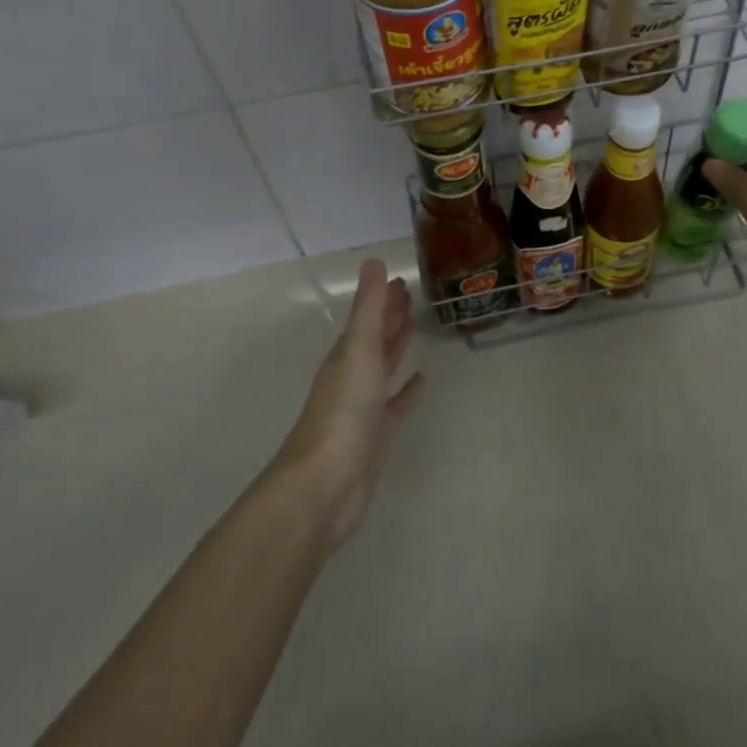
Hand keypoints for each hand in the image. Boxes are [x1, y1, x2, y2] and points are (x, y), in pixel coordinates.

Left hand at [271, 258, 425, 549]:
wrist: (324, 486)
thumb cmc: (342, 412)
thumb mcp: (359, 351)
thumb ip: (369, 308)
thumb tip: (373, 261)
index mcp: (346, 355)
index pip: (367, 318)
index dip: (382, 298)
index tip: (400, 279)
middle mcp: (352, 377)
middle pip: (374, 339)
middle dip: (390, 316)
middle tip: (410, 294)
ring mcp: (363, 408)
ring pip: (383, 368)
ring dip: (396, 347)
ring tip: (415, 327)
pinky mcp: (377, 437)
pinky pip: (395, 406)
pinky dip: (407, 392)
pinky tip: (422, 381)